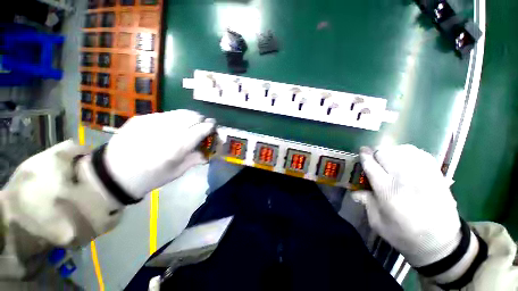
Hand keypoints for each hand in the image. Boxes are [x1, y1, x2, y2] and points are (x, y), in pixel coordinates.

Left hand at [105, 110, 215, 198]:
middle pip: (192, 116)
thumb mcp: (177, 172)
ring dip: (189, 116)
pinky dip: (173, 118)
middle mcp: (167, 130)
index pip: (201, 129)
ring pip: (179, 112)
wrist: (113, 174)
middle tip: (202, 124)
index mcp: (178, 146)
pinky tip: (170, 126)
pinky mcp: (141, 118)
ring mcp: (153, 121)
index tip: (213, 126)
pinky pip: (165, 114)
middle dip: (201, 119)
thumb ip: (195, 159)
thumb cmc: (150, 177)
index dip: (210, 126)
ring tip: (189, 122)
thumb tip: (207, 153)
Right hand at [352, 145, 461, 266]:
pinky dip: (408, 152)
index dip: (364, 156)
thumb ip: (366, 203)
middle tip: (375, 161)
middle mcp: (405, 180)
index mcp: (388, 193)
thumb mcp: (378, 223)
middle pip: (386, 154)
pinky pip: (419, 153)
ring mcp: (423, 176)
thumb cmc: (405, 236)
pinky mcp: (436, 175)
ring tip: (390, 160)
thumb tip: (355, 192)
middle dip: (377, 154)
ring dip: (392, 152)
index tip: (361, 152)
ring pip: (402, 150)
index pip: (372, 166)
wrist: (442, 243)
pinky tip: (405, 159)